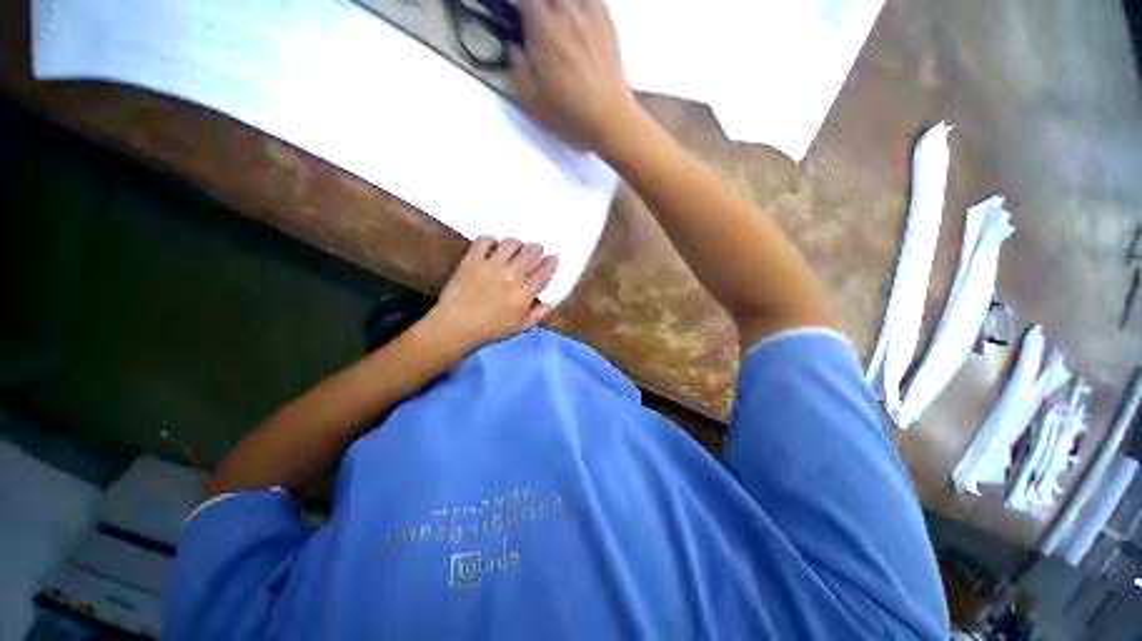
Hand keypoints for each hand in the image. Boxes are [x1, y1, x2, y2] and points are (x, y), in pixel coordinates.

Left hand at [423, 236, 558, 352]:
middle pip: (530, 252)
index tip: (553, 257)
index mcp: (524, 293)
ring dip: (516, 244)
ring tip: (514, 248)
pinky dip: (490, 241)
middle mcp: (512, 275)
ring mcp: (491, 265)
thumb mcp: (520, 327)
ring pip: (510, 243)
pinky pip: (485, 240)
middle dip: (536, 248)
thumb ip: (538, 314)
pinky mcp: (473, 259)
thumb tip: (552, 302)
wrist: (456, 326)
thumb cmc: (491, 329)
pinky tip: (491, 247)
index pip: (544, 271)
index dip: (551, 262)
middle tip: (535, 249)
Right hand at [511, 0, 637, 150]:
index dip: (521, 5)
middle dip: (543, 4)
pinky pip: (596, 1)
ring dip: (564, 3)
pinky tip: (582, 17)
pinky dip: (585, 5)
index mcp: (544, 28)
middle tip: (540, 20)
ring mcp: (592, 16)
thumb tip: (514, 48)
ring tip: (562, 16)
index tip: (519, 16)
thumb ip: (518, 68)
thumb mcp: (531, 100)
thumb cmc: (567, 113)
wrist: (608, 117)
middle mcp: (567, 13)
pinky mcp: (609, 26)